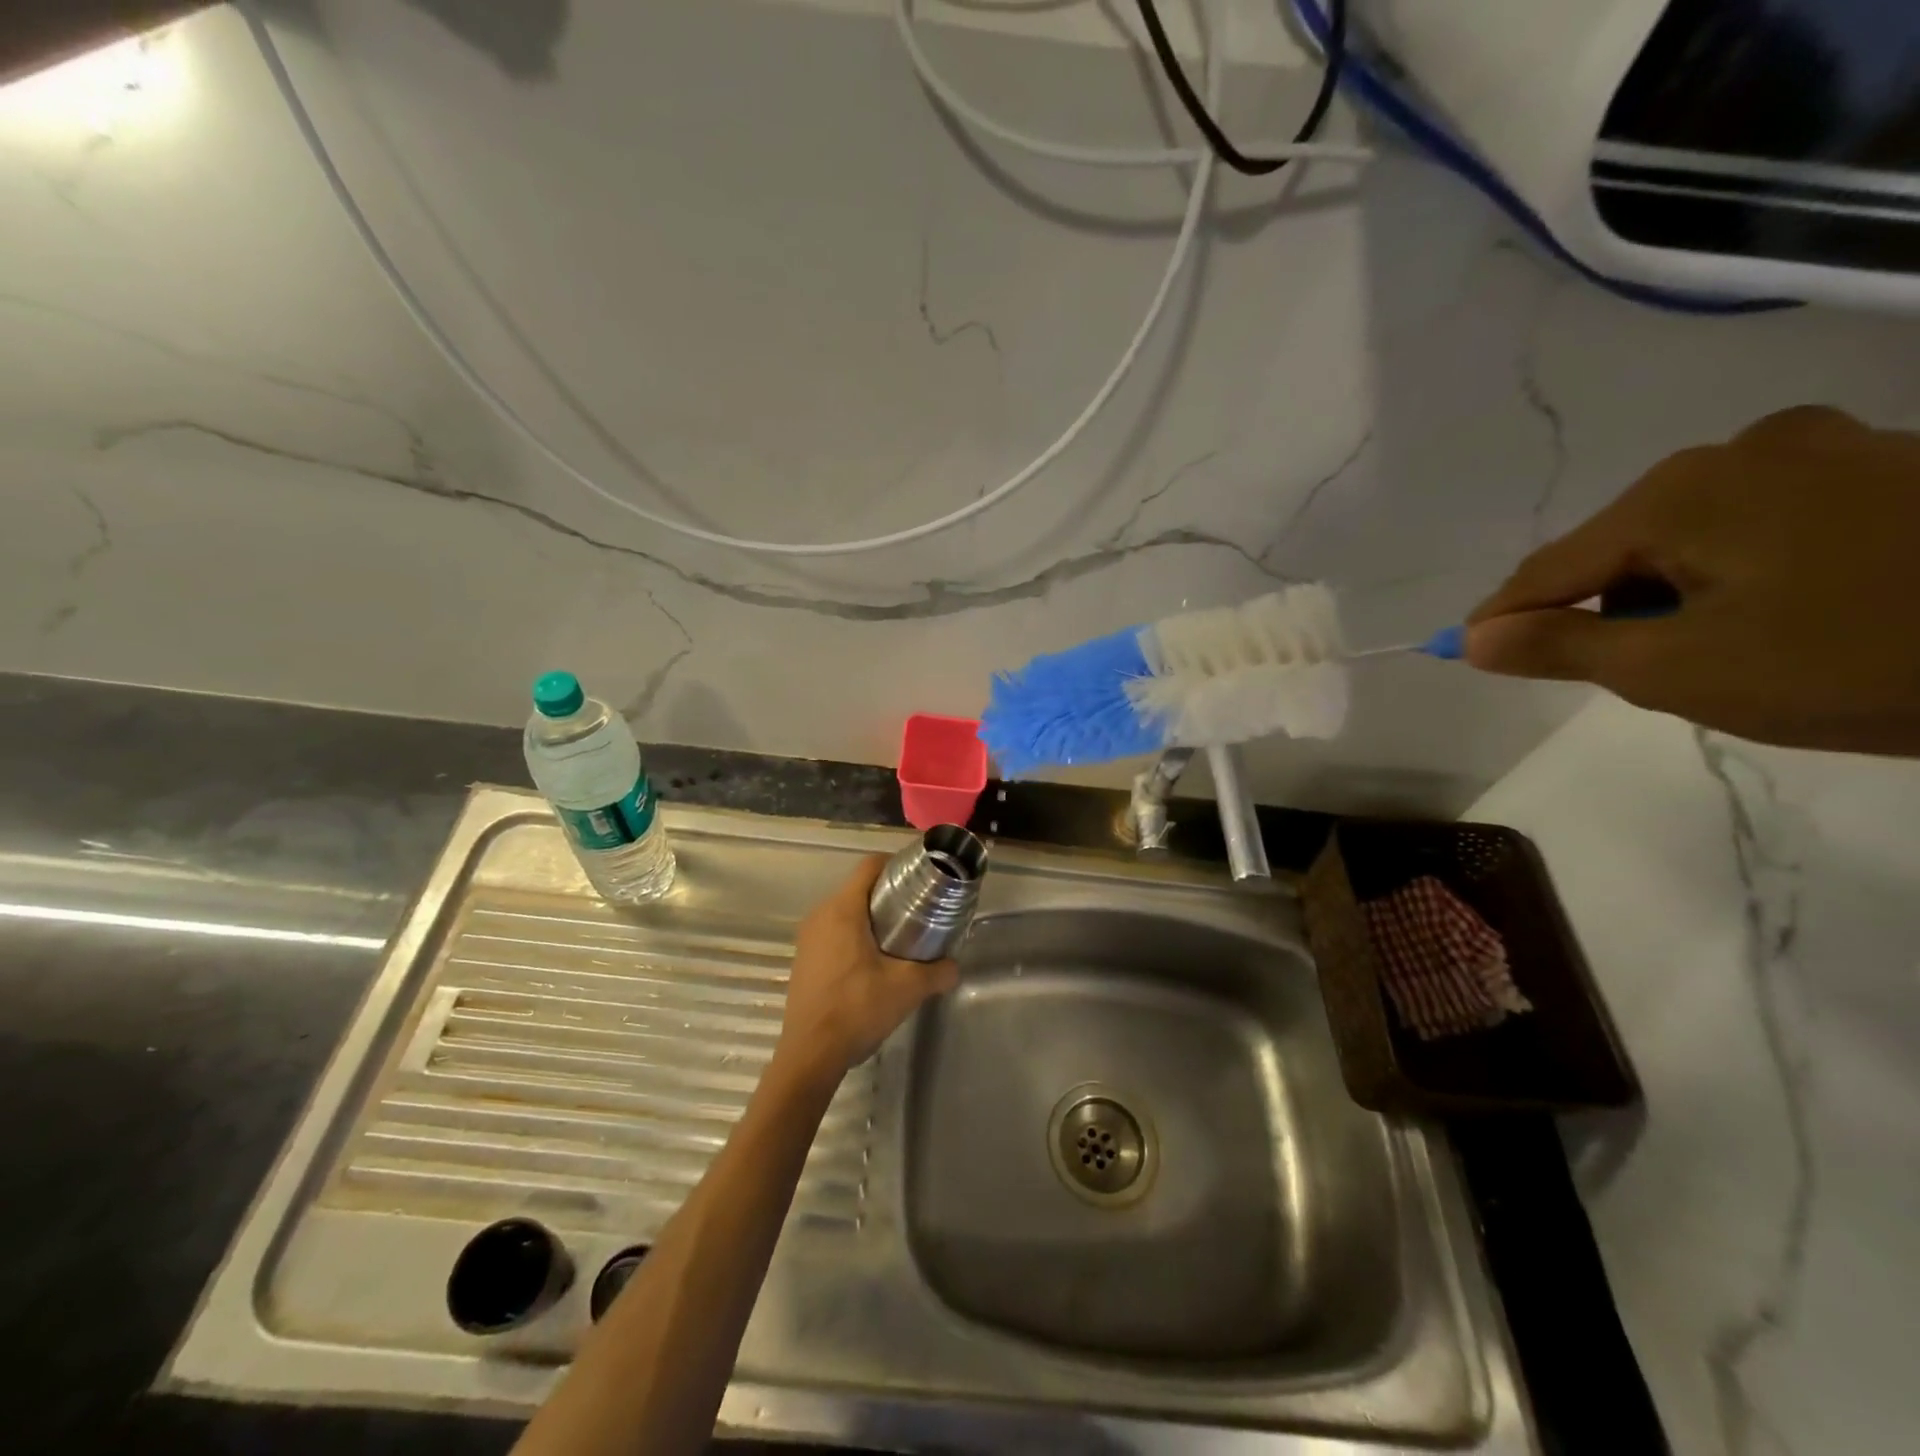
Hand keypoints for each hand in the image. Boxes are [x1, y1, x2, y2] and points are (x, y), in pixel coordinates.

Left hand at [775, 855, 958, 1081]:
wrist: (810, 1055)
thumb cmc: (857, 1010)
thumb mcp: (907, 989)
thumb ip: (938, 972)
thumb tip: (954, 966)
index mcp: (843, 910)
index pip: (870, 866)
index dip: (897, 865)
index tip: (921, 878)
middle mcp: (820, 915)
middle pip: (859, 888)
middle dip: (889, 894)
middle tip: (918, 910)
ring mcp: (808, 938)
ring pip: (845, 911)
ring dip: (872, 917)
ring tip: (900, 936)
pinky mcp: (804, 959)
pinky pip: (833, 932)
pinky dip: (855, 935)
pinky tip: (874, 962)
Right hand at [1466, 407, 1919, 754]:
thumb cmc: (1860, 659)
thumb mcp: (1682, 671)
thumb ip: (1563, 649)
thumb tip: (1475, 640)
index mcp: (1677, 495)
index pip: (1549, 568)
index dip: (1503, 617)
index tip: (1471, 654)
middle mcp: (1738, 451)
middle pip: (1620, 548)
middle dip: (1606, 610)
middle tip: (1632, 674)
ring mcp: (1823, 448)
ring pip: (1692, 536)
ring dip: (1674, 593)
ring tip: (1722, 650)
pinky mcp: (1888, 465)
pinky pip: (1763, 523)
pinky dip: (1741, 571)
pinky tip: (1787, 612)